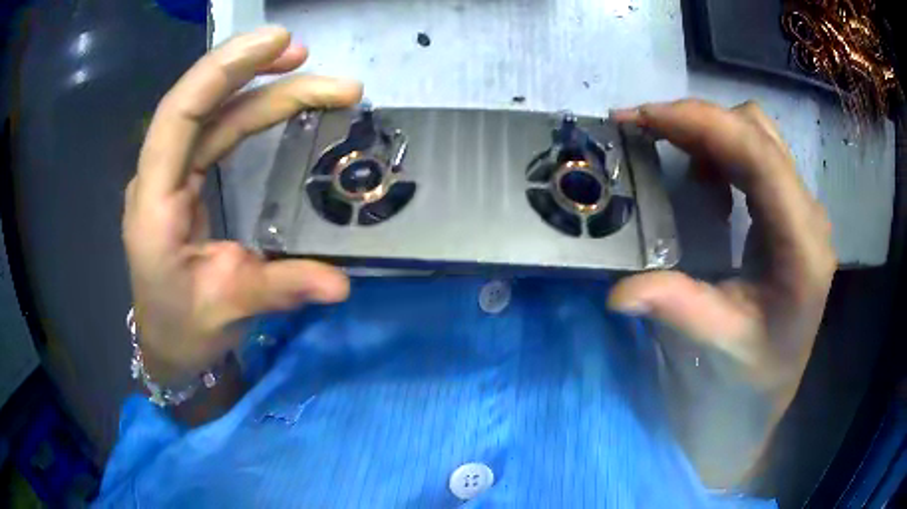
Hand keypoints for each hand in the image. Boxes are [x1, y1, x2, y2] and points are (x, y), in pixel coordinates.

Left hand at [123, 27, 361, 384]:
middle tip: (307, 55)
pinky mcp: (186, 178)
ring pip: (212, 113)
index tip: (276, 44)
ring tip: (309, 72)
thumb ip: (280, 289)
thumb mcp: (229, 309)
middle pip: (199, 103)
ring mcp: (171, 175)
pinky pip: (218, 131)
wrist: (167, 344)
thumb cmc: (184, 329)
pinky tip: (283, 101)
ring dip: (259, 87)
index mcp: (155, 203)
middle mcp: (158, 176)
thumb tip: (340, 283)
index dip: (223, 71)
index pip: (179, 115)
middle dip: (251, 71)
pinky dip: (252, 109)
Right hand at [609, 100, 835, 400]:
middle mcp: (809, 215)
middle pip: (757, 131)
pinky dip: (719, 151)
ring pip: (756, 134)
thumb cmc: (755, 374)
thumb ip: (678, 310)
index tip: (641, 119)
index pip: (759, 156)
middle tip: (642, 131)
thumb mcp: (720, 346)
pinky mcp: (790, 209)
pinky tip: (703, 182)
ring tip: (667, 152)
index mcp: (802, 246)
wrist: (778, 382)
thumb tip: (619, 291)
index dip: (701, 124)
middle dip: (696, 120)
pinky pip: (755, 154)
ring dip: (707, 132)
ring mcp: (802, 208)